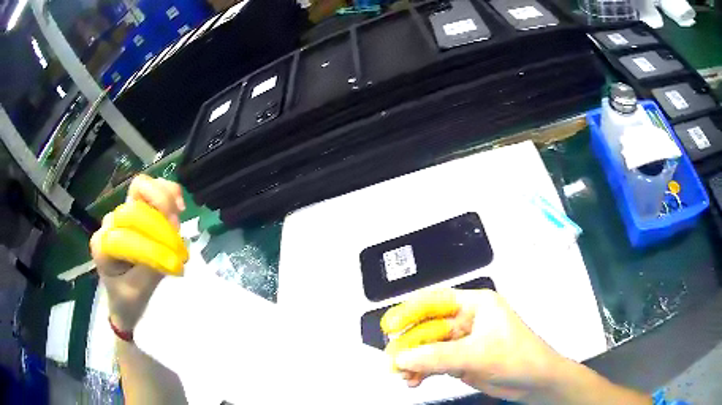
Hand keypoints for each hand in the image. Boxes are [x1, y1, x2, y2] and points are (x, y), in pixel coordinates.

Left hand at [90, 174, 185, 331]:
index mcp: (102, 246)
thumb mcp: (136, 294)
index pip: (124, 238)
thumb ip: (150, 272)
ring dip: (164, 200)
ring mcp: (123, 212)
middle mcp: (110, 224)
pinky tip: (180, 206)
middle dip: (159, 224)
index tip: (175, 266)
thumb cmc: (127, 299)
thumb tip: (172, 253)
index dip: (151, 249)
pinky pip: (152, 188)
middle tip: (178, 245)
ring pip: (141, 187)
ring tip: (177, 220)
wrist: (124, 298)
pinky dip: (168, 192)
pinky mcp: (138, 207)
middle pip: (133, 207)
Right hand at [382, 289, 565, 401]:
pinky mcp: (461, 360)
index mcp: (477, 305)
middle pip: (428, 328)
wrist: (536, 382)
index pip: (436, 302)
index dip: (410, 311)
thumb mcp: (478, 355)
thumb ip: (438, 357)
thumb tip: (404, 357)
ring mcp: (464, 342)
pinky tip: (414, 380)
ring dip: (413, 361)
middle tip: (393, 360)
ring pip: (428, 348)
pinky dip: (422, 371)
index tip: (390, 325)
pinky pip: (434, 363)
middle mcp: (468, 321)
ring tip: (402, 375)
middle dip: (409, 345)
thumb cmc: (521, 358)